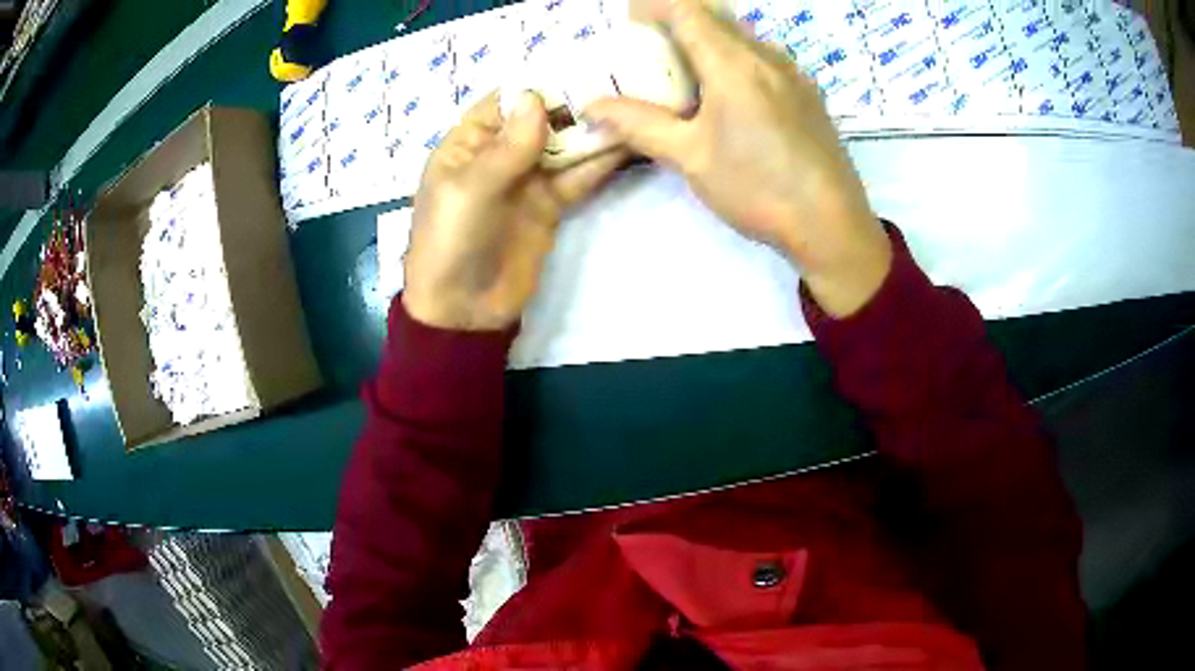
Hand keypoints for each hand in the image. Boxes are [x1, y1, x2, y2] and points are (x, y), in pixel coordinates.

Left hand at [403, 91, 625, 330]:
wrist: (464, 310)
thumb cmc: (451, 242)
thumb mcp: (470, 190)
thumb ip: (505, 146)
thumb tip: (536, 96)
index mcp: (468, 143)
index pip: (504, 101)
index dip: (538, 86)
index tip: (579, 70)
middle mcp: (499, 154)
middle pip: (541, 119)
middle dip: (574, 105)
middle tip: (618, 87)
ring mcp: (527, 179)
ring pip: (564, 147)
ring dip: (594, 132)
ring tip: (633, 111)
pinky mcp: (550, 205)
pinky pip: (577, 177)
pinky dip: (600, 164)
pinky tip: (628, 146)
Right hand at [586, 0, 891, 316]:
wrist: (832, 226)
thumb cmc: (758, 190)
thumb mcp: (690, 158)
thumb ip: (639, 125)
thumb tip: (593, 106)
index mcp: (734, 65)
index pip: (688, 10)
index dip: (653, 5)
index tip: (631, 19)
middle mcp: (768, 56)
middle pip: (717, 16)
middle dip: (679, 21)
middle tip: (655, 49)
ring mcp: (795, 73)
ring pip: (744, 35)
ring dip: (711, 39)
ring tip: (691, 73)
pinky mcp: (809, 93)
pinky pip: (766, 56)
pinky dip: (738, 57)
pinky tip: (731, 95)